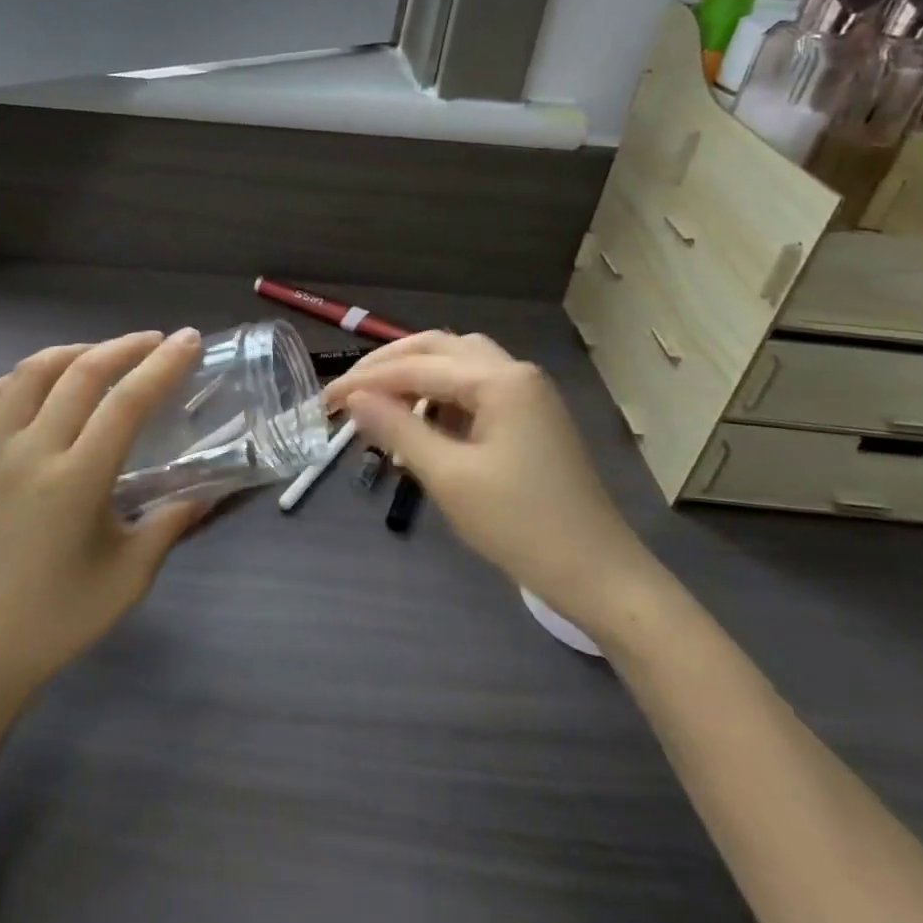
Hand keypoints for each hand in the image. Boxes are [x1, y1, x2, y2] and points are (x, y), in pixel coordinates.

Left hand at [0, 329, 205, 708]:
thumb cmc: (61, 618)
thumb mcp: (131, 574)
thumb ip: (172, 523)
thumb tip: (209, 490)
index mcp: (76, 480)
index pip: (126, 402)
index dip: (162, 366)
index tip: (188, 340)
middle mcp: (30, 452)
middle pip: (80, 373)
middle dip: (124, 347)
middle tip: (157, 342)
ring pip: (30, 372)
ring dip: (74, 352)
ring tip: (104, 355)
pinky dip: (26, 376)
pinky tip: (45, 384)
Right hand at [324, 332, 663, 631]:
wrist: (598, 574)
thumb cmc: (520, 525)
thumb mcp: (448, 477)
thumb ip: (397, 430)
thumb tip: (354, 399)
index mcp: (499, 380)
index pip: (416, 366)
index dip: (365, 381)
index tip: (325, 401)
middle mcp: (515, 372)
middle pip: (439, 348)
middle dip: (388, 365)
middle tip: (348, 391)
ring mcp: (527, 394)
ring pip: (458, 365)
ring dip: (415, 377)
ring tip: (378, 404)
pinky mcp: (530, 418)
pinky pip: (474, 390)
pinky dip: (439, 398)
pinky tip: (420, 424)